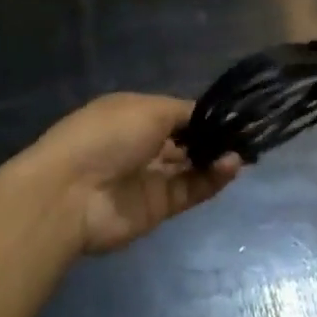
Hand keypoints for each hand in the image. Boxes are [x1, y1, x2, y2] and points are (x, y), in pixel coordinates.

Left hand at [27, 94, 242, 254]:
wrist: (71, 194)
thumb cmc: (107, 135)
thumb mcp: (148, 108)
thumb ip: (184, 113)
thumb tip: (208, 117)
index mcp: (133, 114)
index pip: (175, 114)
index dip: (202, 115)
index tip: (232, 114)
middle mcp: (141, 144)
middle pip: (185, 141)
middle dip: (213, 137)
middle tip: (245, 134)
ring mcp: (149, 177)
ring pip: (191, 167)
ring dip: (216, 158)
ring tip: (242, 151)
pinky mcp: (158, 207)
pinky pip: (191, 190)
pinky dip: (212, 179)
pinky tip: (231, 166)